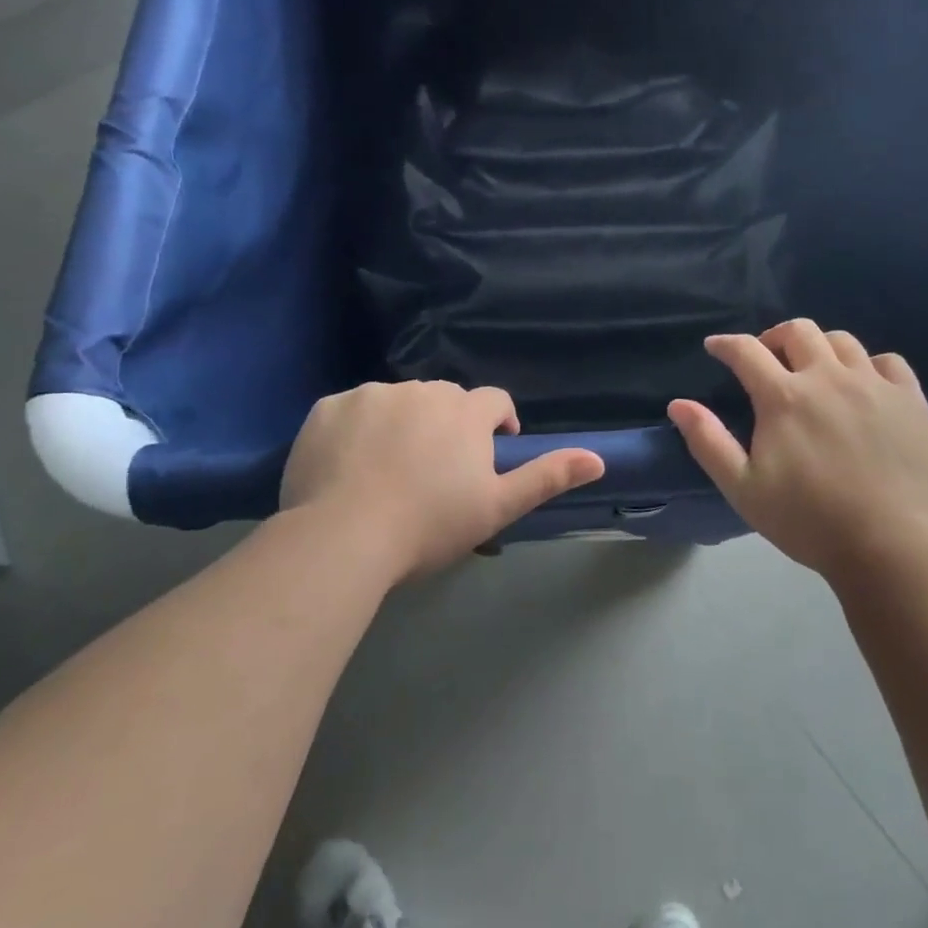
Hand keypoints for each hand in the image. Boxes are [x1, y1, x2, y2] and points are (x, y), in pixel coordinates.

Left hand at [280, 381, 603, 582]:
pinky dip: (357, 429)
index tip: (488, 455)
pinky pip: (352, 410)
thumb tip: (598, 458)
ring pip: (398, 402)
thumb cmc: (430, 525)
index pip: (494, 401)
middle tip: (436, 472)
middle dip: (449, 425)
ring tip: (390, 470)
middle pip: (446, 399)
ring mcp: (371, 394)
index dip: (497, 424)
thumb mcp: (497, 507)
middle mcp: (422, 390)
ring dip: (403, 424)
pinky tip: (349, 465)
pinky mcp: (328, 407)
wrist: (343, 537)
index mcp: (465, 411)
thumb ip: (548, 477)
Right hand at [667, 320, 927, 578]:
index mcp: (784, 397)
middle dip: (774, 338)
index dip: (726, 344)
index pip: (746, 351)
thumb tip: (678, 404)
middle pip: (798, 331)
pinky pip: (889, 362)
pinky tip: (865, 386)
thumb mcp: (743, 488)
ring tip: (816, 371)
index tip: (716, 348)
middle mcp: (828, 377)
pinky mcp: (910, 399)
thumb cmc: (807, 521)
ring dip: (820, 348)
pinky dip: (869, 365)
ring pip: (842, 341)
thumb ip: (708, 442)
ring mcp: (874, 385)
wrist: (888, 547)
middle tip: (768, 360)